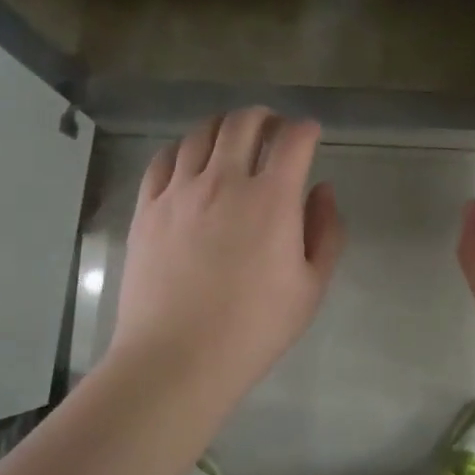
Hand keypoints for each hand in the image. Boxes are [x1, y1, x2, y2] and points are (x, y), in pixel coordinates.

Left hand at [108, 108, 345, 408]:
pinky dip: (182, 149)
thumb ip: (326, 232)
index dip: (306, 129)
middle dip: (264, 117)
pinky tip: (188, 161)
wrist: (177, 357)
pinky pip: (162, 159)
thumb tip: (322, 190)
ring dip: (223, 127)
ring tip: (231, 139)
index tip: (310, 134)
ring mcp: (179, 192)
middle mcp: (224, 181)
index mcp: (271, 199)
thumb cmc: (253, 329)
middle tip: (272, 129)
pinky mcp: (147, 208)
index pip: (293, 139)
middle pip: (243, 123)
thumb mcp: (311, 288)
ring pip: (200, 134)